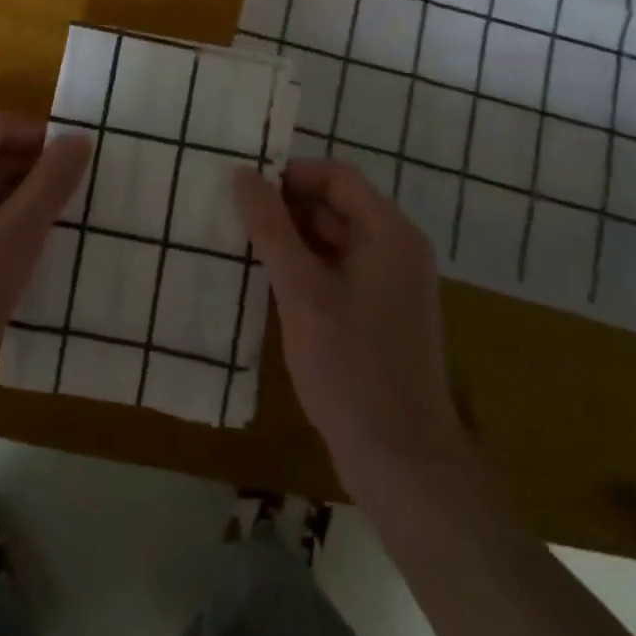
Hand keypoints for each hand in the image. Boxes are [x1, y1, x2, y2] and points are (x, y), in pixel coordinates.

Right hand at [234, 159, 464, 494]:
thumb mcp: (301, 291)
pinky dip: (304, 268)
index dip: (289, 175)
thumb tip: (243, 174)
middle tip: (233, 218)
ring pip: (333, 239)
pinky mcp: (379, 313)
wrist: (401, 461)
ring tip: (242, 246)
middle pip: (335, 205)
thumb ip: (270, 227)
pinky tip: (268, 283)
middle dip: (285, 207)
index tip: (244, 189)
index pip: (336, 177)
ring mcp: (390, 283)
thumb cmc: (351, 367)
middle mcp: (396, 249)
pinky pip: (337, 270)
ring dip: (290, 238)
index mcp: (389, 233)